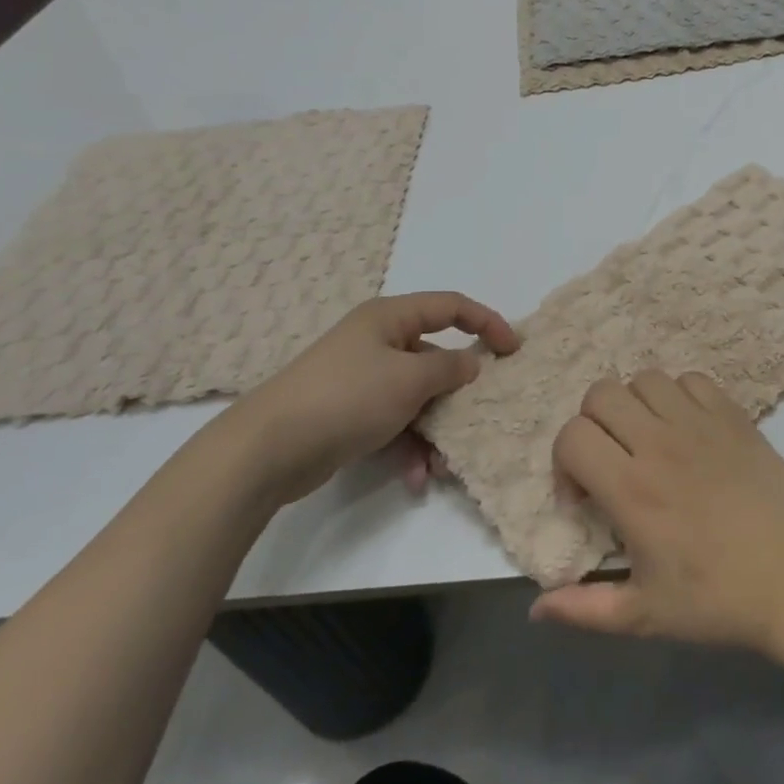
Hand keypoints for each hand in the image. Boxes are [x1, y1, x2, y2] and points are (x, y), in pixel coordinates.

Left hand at [213, 292, 517, 507]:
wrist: (269, 448)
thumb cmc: (348, 397)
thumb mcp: (409, 378)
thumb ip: (449, 368)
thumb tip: (470, 363)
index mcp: (390, 318)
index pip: (451, 307)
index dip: (487, 322)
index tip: (514, 350)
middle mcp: (378, 342)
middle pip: (435, 357)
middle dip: (458, 392)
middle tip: (482, 414)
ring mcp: (363, 379)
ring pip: (417, 397)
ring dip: (434, 430)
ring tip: (441, 464)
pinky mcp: (351, 413)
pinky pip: (395, 422)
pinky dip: (408, 446)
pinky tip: (414, 477)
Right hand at [530, 371, 783, 655]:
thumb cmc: (722, 600)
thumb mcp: (647, 616)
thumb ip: (585, 610)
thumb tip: (537, 608)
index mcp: (632, 489)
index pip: (572, 436)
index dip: (564, 462)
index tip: (585, 496)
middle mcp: (660, 443)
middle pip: (601, 394)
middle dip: (592, 425)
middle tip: (611, 462)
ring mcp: (700, 423)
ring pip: (644, 379)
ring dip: (634, 406)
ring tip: (648, 442)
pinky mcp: (734, 415)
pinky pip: (691, 380)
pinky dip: (678, 396)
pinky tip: (687, 431)